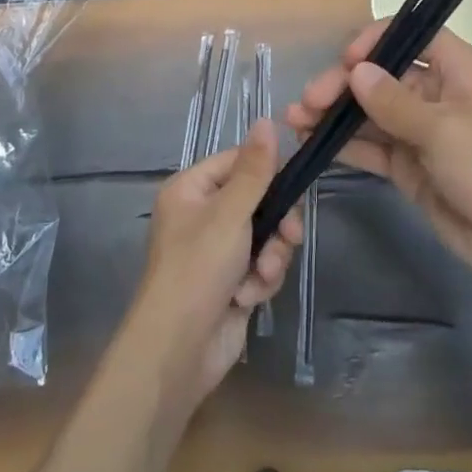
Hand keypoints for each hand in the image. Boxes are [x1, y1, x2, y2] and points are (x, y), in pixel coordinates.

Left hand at [122, 119, 303, 403]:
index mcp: (191, 190)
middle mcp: (201, 216)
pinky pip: (260, 267)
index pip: (238, 162)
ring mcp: (216, 252)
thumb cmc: (198, 268)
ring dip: (270, 257)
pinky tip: (248, 298)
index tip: (294, 183)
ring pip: (265, 236)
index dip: (267, 172)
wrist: (178, 350)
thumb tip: (267, 121)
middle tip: (290, 235)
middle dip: (276, 224)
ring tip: (261, 276)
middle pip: (258, 201)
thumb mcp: (230, 212)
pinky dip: (260, 281)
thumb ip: (255, 170)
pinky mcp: (230, 283)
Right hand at [288, 22, 471, 283]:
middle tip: (309, 102)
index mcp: (456, 70)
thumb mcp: (442, 131)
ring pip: (371, 112)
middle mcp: (435, 93)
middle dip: (343, 84)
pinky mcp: (409, 166)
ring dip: (336, 114)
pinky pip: (372, 146)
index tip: (348, 60)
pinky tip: (313, 144)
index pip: (413, 36)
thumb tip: (355, 71)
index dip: (378, 40)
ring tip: (297, 120)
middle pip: (382, 75)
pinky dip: (345, 144)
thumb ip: (393, 102)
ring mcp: (420, 131)